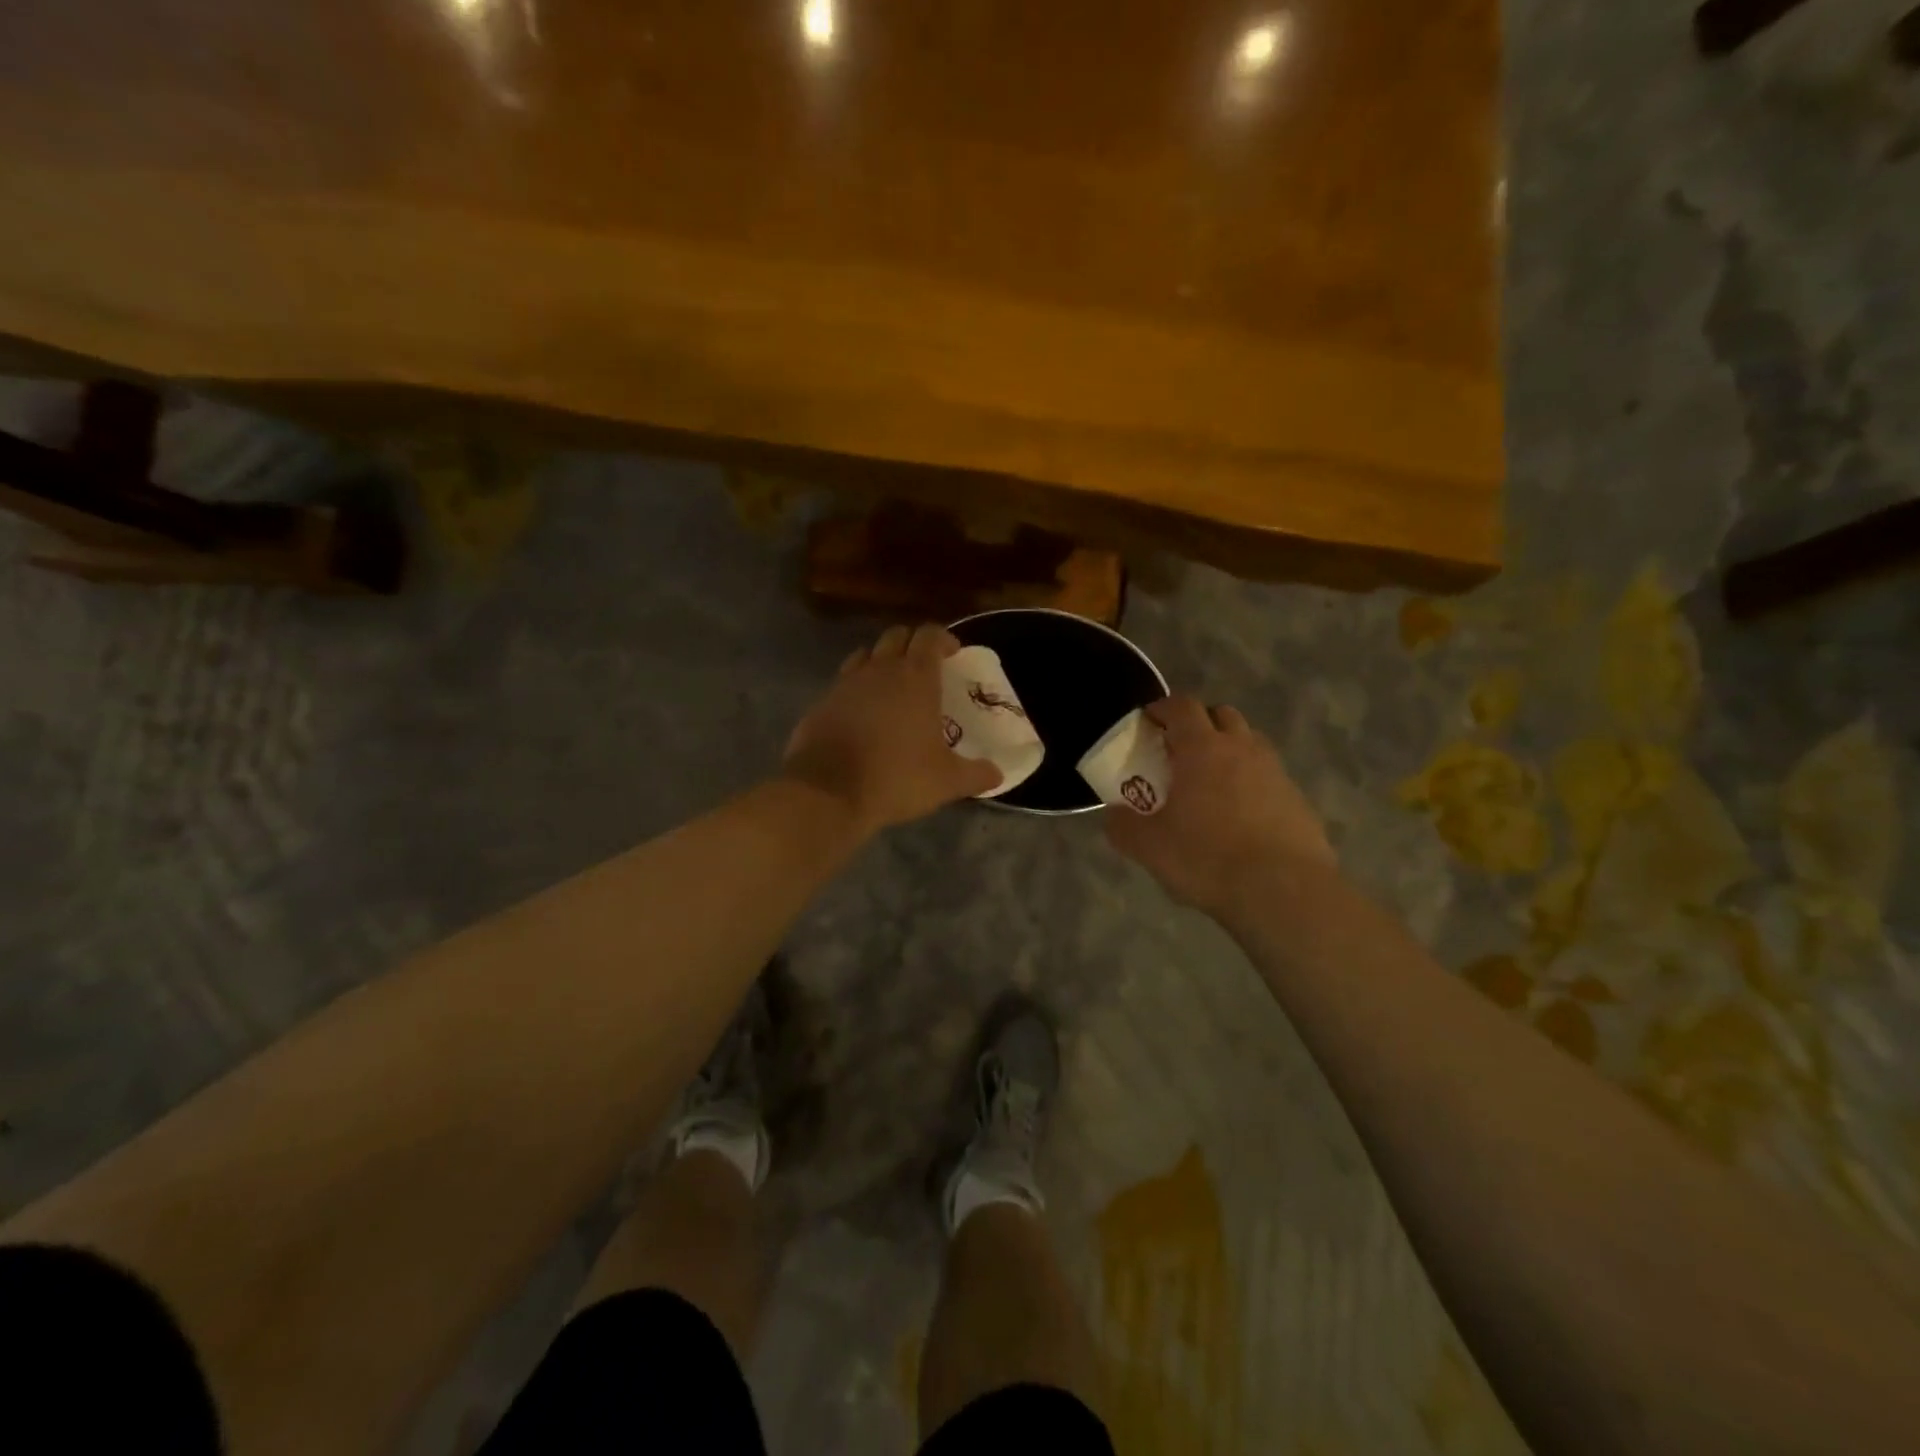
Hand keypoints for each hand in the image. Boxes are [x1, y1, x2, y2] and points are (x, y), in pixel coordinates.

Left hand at [783, 624, 1002, 835]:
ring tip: (892, 686)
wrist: (827, 792)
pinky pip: (843, 682)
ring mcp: (846, 683)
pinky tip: (862, 713)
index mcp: (915, 677)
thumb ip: (977, 774)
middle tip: (925, 667)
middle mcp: (880, 669)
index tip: (953, 654)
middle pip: (897, 636)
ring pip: (867, 654)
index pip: (930, 636)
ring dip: (882, 661)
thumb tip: (998, 773)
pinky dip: (857, 687)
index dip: (943, 639)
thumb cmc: (896, 778)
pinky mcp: (822, 702)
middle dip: (913, 644)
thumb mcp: (947, 782)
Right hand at [1105, 695, 1334, 917]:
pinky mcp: (1298, 800)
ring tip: (1209, 785)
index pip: (1182, 706)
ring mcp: (1276, 772)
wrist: (1285, 892)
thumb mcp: (1148, 847)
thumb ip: (1122, 825)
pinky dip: (1250, 783)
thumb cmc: (1207, 859)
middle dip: (1199, 724)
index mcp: (1203, 749)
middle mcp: (1243, 749)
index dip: (1162, 709)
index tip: (1148, 722)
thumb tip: (1114, 814)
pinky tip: (1239, 817)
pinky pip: (1267, 777)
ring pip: (1249, 744)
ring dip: (1227, 751)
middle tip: (1179, 752)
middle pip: (1221, 715)